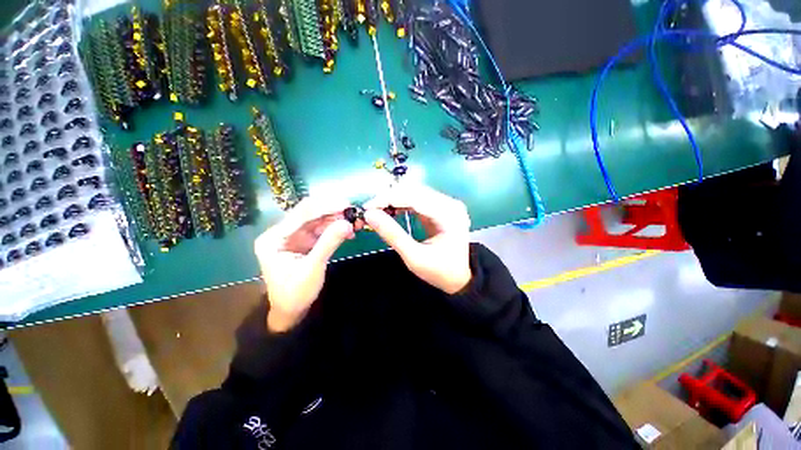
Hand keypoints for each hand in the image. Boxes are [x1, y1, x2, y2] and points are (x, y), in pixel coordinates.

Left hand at [254, 197, 353, 332]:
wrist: (291, 310)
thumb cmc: (296, 293)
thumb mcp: (313, 268)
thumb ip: (329, 243)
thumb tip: (348, 223)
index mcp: (274, 238)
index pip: (301, 214)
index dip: (324, 206)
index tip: (346, 204)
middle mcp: (282, 232)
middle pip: (309, 214)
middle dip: (332, 211)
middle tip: (354, 212)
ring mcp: (294, 236)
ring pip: (318, 220)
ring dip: (336, 219)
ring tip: (355, 221)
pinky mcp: (304, 241)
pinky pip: (321, 229)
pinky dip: (335, 228)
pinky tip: (348, 231)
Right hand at [364, 184, 471, 293]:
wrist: (458, 279)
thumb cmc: (439, 271)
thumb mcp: (414, 257)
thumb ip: (392, 235)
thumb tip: (370, 215)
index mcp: (449, 214)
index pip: (414, 197)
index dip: (388, 199)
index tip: (367, 207)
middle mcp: (450, 204)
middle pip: (414, 191)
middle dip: (390, 198)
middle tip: (370, 210)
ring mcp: (447, 204)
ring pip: (415, 192)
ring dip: (395, 199)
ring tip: (378, 210)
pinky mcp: (441, 208)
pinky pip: (418, 199)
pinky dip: (402, 203)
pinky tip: (391, 210)